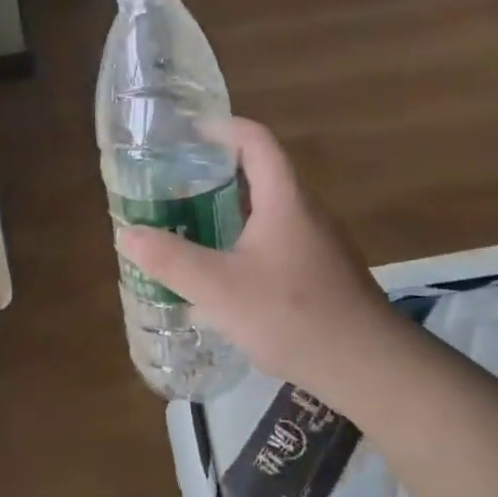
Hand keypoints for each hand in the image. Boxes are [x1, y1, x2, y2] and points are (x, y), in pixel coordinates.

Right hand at [116, 118, 398, 407]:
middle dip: (217, 172)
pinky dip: (245, 240)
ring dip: (230, 209)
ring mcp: (318, 244)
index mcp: (283, 200)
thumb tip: (127, 234)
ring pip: (268, 211)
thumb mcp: (219, 289)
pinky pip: (277, 240)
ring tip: (190, 224)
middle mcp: (305, 212)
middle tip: (175, 183)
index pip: (256, 141)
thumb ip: (171, 260)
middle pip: (261, 174)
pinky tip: (224, 273)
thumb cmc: (292, 315)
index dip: (223, 127)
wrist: (369, 368)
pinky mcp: (322, 273)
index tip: (188, 133)